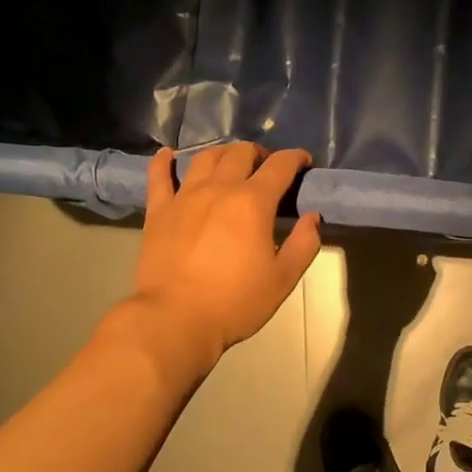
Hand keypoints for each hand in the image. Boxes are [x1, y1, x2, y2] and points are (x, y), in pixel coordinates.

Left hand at [131, 144, 322, 362]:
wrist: (175, 319)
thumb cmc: (235, 302)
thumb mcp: (283, 279)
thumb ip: (304, 244)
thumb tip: (312, 217)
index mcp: (253, 202)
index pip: (280, 165)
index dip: (296, 158)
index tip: (304, 163)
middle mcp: (219, 188)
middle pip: (241, 153)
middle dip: (260, 154)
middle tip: (268, 169)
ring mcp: (184, 197)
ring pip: (205, 157)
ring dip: (224, 154)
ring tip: (231, 164)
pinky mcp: (158, 211)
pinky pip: (159, 176)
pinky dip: (164, 161)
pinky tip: (168, 155)